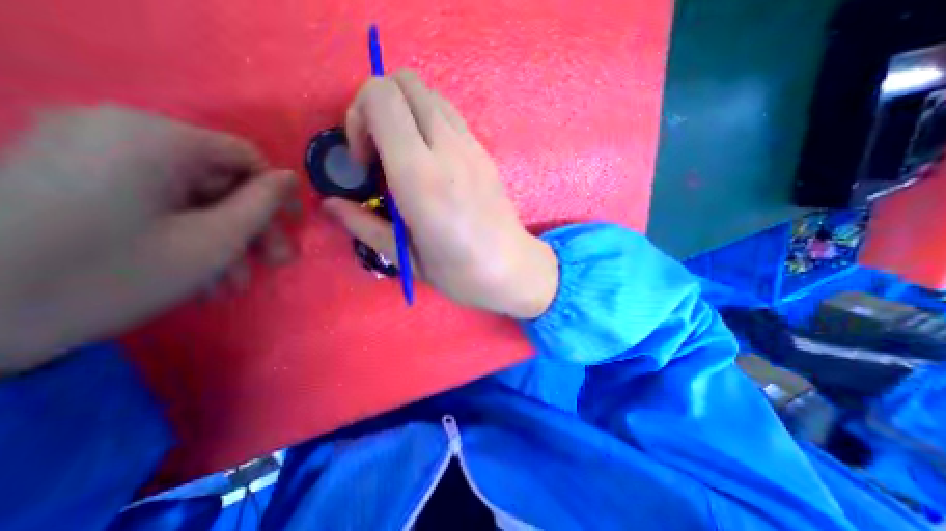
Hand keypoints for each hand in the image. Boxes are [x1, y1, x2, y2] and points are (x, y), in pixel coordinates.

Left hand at [0, 106, 295, 373]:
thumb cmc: (113, 275)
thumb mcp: (215, 240)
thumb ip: (263, 203)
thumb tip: (290, 179)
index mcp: (157, 138)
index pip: (247, 157)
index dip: (278, 194)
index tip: (293, 228)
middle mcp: (121, 131)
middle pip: (219, 180)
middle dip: (251, 227)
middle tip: (272, 264)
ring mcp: (89, 152)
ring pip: (191, 197)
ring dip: (221, 240)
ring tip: (230, 285)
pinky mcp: (70, 175)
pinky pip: (155, 201)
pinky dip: (184, 234)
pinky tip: (196, 275)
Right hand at [322, 71, 556, 319]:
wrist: (511, 269)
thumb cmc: (459, 272)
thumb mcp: (405, 257)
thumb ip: (364, 225)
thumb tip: (330, 205)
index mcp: (421, 177)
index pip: (381, 97)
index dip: (358, 118)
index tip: (364, 161)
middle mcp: (448, 149)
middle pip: (405, 82)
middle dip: (378, 107)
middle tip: (380, 153)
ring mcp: (472, 147)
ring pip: (430, 95)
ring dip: (406, 114)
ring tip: (405, 158)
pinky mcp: (485, 153)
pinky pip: (450, 117)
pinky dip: (429, 124)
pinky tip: (431, 163)